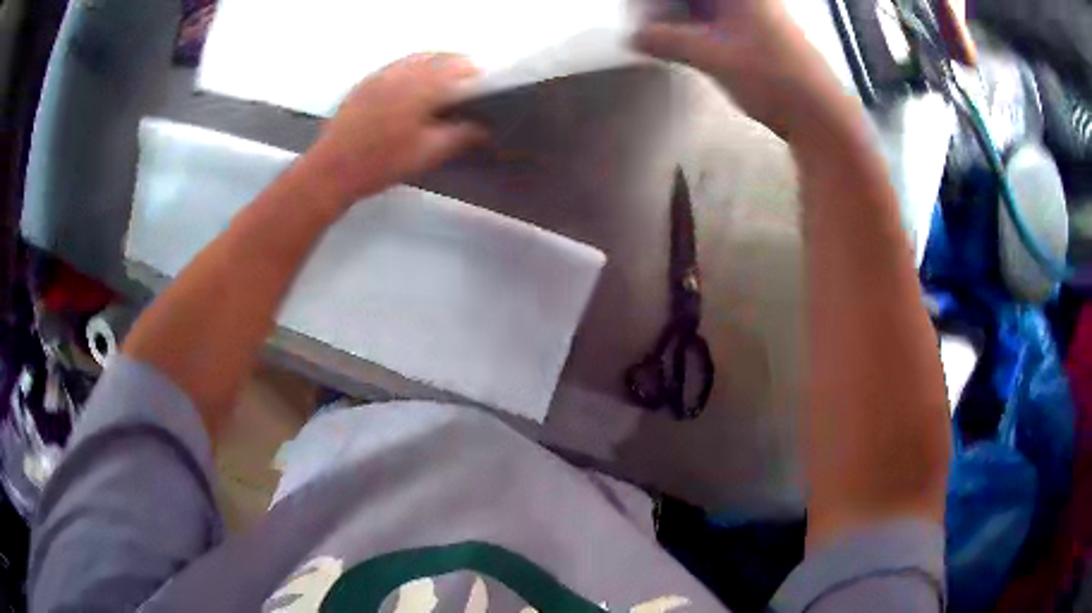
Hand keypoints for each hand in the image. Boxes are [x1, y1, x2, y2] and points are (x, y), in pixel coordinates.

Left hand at [303, 53, 486, 205]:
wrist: (331, 170)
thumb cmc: (381, 164)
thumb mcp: (427, 154)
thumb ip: (460, 136)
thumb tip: (483, 128)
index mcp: (421, 86)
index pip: (458, 67)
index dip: (475, 75)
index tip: (483, 86)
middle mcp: (401, 72)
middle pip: (438, 57)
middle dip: (456, 66)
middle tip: (465, 83)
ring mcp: (380, 75)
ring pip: (416, 58)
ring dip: (434, 65)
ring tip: (442, 83)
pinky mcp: (365, 82)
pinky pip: (396, 66)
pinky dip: (412, 70)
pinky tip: (412, 88)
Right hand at [634, 0, 847, 138]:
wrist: (821, 116)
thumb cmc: (771, 78)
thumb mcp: (713, 56)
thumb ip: (668, 41)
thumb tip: (632, 38)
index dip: (659, 1)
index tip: (638, 13)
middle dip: (666, 6)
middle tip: (645, 26)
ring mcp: (756, 13)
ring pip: (706, 6)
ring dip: (679, 17)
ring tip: (657, 35)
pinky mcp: (759, 33)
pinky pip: (718, 19)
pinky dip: (697, 27)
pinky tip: (683, 42)